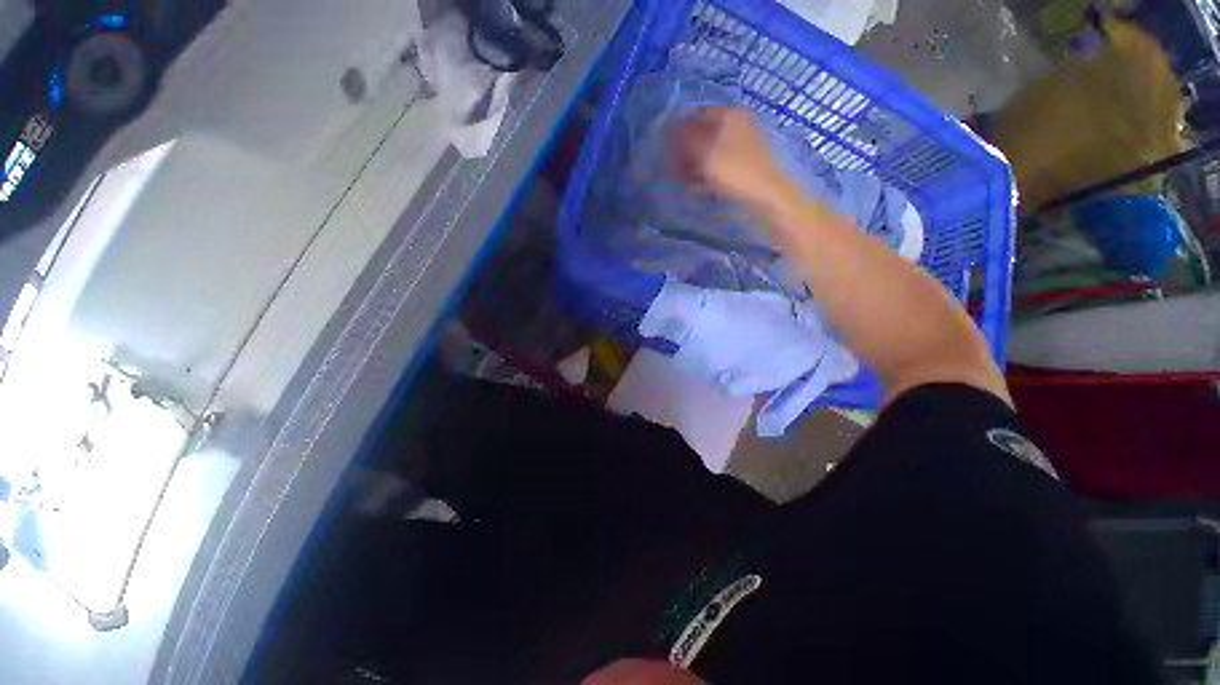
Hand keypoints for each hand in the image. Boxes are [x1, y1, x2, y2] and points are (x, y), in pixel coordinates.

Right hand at [672, 107, 788, 208]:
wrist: (766, 194)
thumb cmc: (735, 171)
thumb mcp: (706, 155)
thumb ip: (685, 141)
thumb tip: (668, 129)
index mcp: (730, 115)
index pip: (696, 116)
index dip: (678, 132)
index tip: (665, 150)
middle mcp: (736, 124)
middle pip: (702, 133)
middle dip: (684, 151)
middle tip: (671, 168)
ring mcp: (741, 143)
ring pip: (709, 149)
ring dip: (692, 163)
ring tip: (680, 180)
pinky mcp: (742, 161)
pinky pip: (717, 161)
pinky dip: (704, 171)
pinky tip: (695, 184)